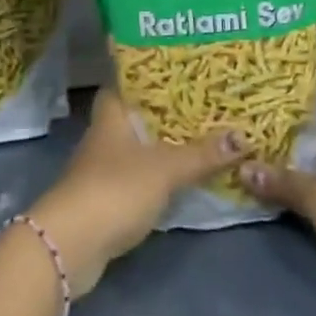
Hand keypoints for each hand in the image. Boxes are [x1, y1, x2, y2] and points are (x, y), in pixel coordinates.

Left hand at [30, 87, 239, 295]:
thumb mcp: (165, 168)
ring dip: (164, 146)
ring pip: (139, 148)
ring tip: (203, 138)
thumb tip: (243, 136)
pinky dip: (159, 176)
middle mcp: (104, 135)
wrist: (72, 244)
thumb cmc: (116, 189)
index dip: (152, 75)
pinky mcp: (106, 198)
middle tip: (206, 106)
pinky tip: (183, 177)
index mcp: (112, 114)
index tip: (182, 71)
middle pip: (137, 116)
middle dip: (167, 113)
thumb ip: (202, 154)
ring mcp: (102, 168)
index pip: (128, 82)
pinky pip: (138, 177)